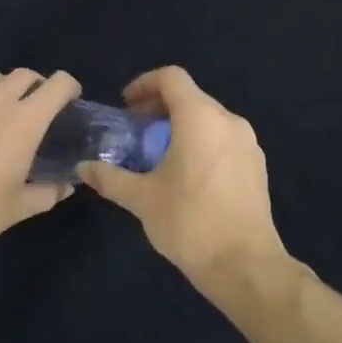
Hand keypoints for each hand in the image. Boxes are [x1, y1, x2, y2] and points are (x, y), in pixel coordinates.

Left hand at [0, 69, 82, 266]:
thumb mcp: (20, 207)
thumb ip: (49, 192)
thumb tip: (66, 186)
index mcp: (24, 120)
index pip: (57, 84)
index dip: (70, 88)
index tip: (71, 102)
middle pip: (25, 74)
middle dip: (38, 86)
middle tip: (39, 109)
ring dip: (6, 89)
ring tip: (5, 113)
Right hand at [77, 66, 301, 306]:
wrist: (245, 265)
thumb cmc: (190, 222)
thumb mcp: (142, 199)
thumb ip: (111, 178)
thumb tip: (84, 168)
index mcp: (200, 118)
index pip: (171, 78)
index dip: (144, 84)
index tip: (127, 107)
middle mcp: (228, 121)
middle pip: (191, 96)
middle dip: (160, 107)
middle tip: (137, 131)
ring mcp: (248, 143)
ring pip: (209, 118)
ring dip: (181, 125)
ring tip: (159, 154)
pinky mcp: (257, 165)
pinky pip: (224, 139)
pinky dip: (202, 142)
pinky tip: (188, 174)